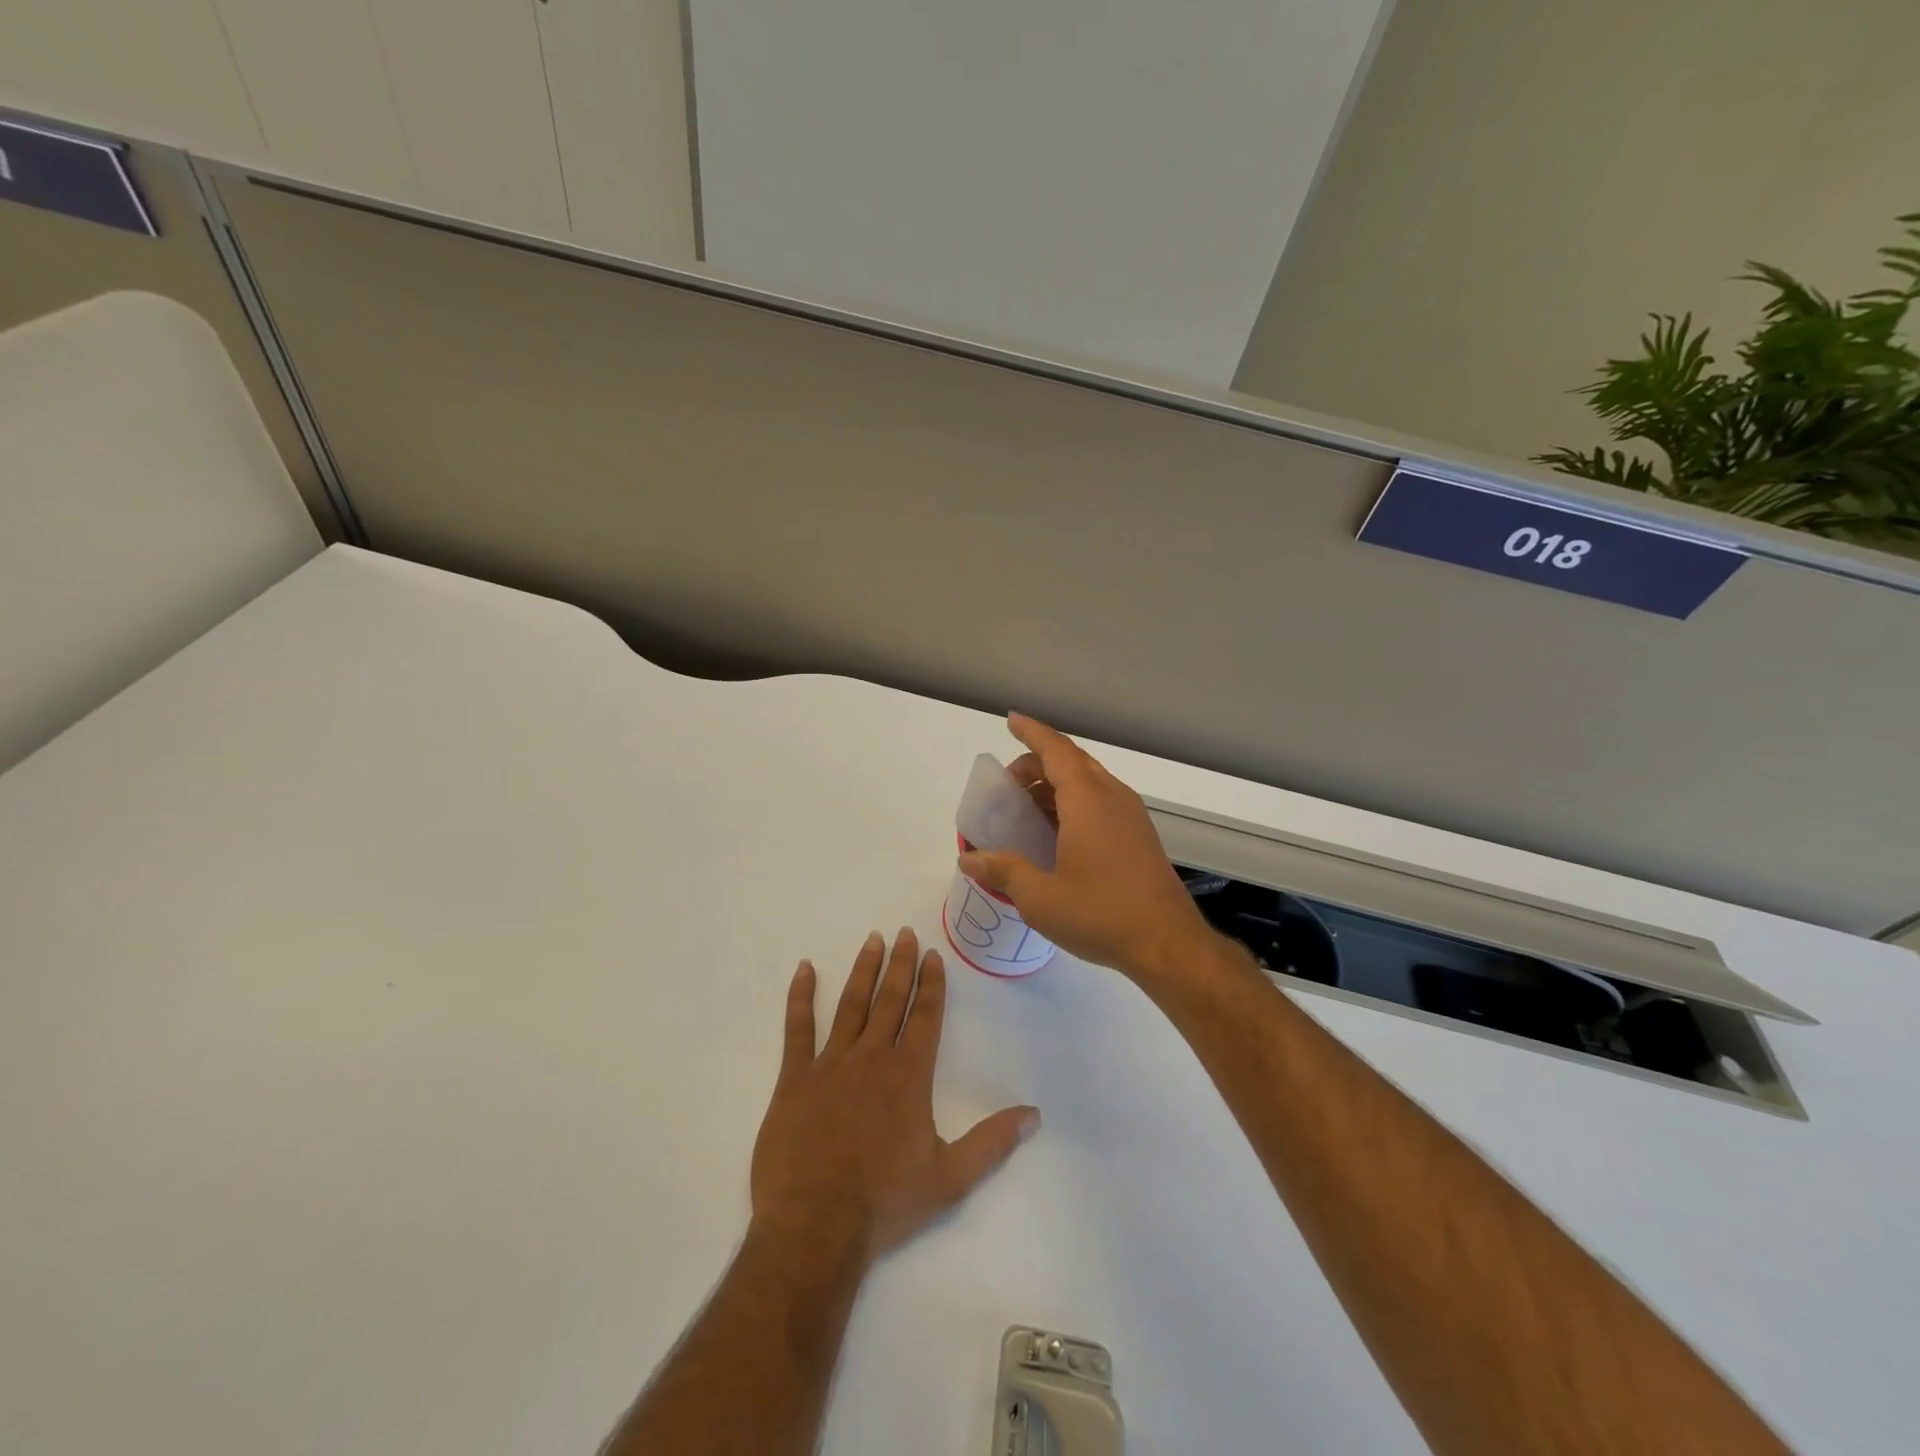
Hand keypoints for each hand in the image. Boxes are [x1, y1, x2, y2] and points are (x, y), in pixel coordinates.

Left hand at [750, 928, 1040, 1261]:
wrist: (815, 1225)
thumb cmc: (885, 1202)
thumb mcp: (950, 1178)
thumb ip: (992, 1142)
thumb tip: (1034, 1115)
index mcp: (909, 1075)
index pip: (925, 1016)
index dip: (931, 983)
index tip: (932, 954)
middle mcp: (872, 1058)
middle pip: (890, 1000)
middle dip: (900, 964)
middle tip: (904, 933)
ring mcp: (831, 1063)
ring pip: (850, 1004)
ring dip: (863, 970)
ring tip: (872, 940)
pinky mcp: (794, 1077)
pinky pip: (797, 1027)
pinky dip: (800, 996)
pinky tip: (803, 969)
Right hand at [958, 714, 1212, 981]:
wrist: (1168, 944)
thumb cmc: (1101, 914)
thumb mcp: (1040, 898)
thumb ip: (1003, 871)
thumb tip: (969, 858)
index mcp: (1088, 800)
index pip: (1056, 750)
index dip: (1031, 733)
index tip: (1011, 721)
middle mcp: (1112, 797)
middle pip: (1072, 761)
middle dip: (1038, 762)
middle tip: (1009, 783)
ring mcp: (1131, 816)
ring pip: (1089, 781)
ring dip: (1056, 783)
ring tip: (1027, 807)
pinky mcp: (1139, 836)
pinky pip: (1101, 801)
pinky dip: (1074, 802)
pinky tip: (1058, 833)